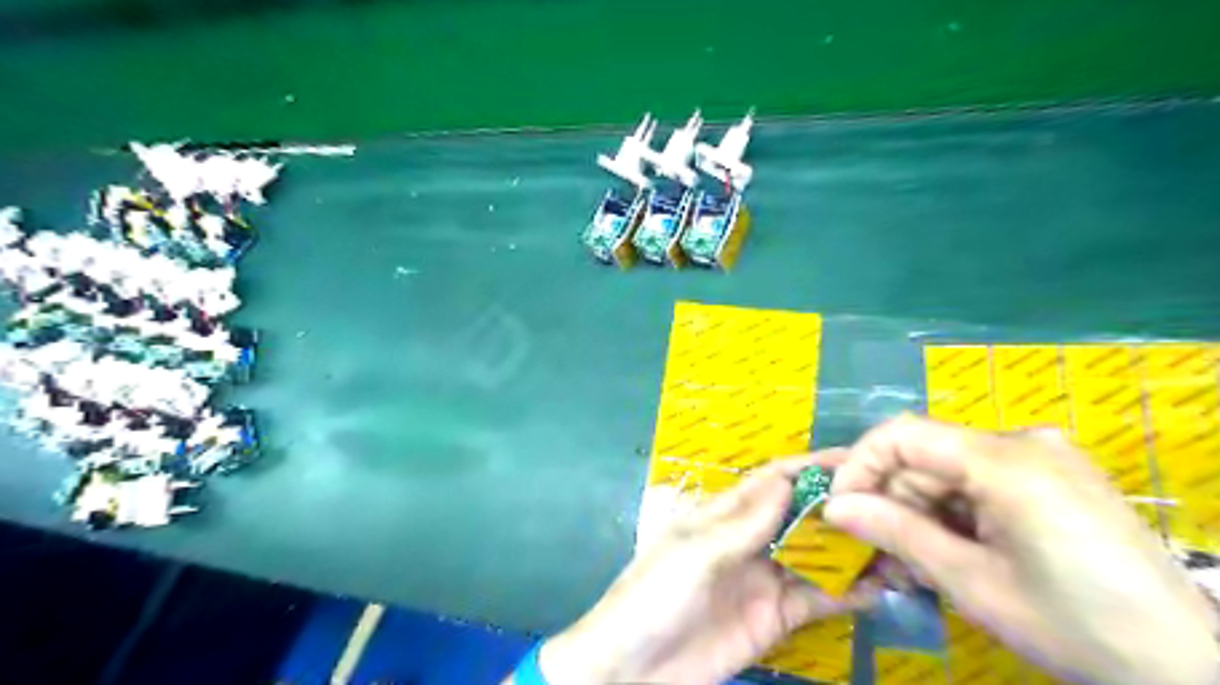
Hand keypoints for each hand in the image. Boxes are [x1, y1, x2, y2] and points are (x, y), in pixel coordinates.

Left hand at [535, 458, 876, 683]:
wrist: (635, 670)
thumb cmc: (654, 596)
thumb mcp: (696, 553)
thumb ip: (744, 522)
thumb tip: (787, 479)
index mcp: (723, 513)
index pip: (773, 480)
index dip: (812, 467)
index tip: (859, 460)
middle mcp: (749, 539)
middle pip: (801, 515)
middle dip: (841, 508)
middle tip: (895, 504)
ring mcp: (764, 578)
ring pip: (815, 555)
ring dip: (852, 550)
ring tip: (900, 546)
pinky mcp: (775, 616)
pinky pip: (816, 598)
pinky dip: (847, 591)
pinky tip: (879, 587)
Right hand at [823, 415, 1213, 684]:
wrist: (1191, 668)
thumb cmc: (1076, 627)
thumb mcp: (973, 582)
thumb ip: (897, 533)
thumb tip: (834, 508)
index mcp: (1006, 461)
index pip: (902, 434)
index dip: (860, 466)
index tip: (840, 508)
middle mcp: (1023, 443)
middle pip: (926, 457)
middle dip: (892, 501)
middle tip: (877, 551)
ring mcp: (1042, 458)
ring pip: (948, 472)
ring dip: (921, 514)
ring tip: (914, 565)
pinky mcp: (1052, 478)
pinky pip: (980, 483)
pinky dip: (954, 515)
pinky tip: (952, 553)